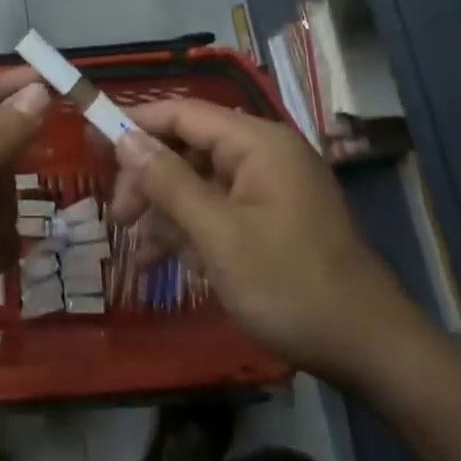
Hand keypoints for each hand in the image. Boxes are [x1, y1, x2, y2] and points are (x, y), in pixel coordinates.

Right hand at [110, 101, 431, 377]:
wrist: (368, 347)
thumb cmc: (289, 284)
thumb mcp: (217, 235)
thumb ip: (168, 182)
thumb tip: (124, 138)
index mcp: (257, 143)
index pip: (182, 113)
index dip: (134, 123)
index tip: (92, 144)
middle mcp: (264, 153)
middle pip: (188, 146)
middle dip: (149, 178)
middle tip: (117, 217)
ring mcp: (270, 186)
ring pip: (199, 181)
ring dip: (166, 210)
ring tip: (137, 249)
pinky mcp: (273, 217)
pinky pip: (220, 208)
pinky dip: (192, 229)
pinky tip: (166, 261)